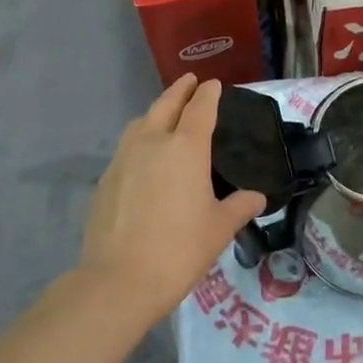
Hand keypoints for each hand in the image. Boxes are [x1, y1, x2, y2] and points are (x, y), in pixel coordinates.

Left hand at [79, 75, 265, 325]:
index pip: (200, 108)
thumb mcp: (219, 229)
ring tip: (165, 115)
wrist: (119, 280)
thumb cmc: (180, 249)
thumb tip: (256, 197)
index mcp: (186, 148)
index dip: (208, 94)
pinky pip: (126, 147)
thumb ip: (240, 207)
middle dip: (179, 90)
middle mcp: (153, 143)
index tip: (213, 84)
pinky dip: (139, 139)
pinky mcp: (105, 180)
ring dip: (155, 112)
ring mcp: (124, 159)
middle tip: (189, 82)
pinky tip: (144, 157)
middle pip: (166, 105)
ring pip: (140, 123)